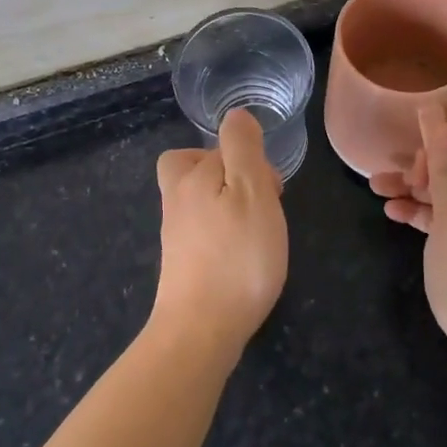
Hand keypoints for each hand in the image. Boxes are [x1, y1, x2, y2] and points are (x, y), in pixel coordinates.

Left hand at [151, 108, 288, 363]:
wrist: (201, 330)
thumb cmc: (236, 256)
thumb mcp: (251, 190)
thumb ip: (243, 148)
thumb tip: (235, 116)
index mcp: (191, 177)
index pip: (216, 147)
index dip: (247, 159)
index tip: (271, 187)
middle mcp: (176, 201)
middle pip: (195, 169)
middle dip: (227, 176)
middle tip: (260, 202)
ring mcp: (175, 235)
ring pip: (199, 202)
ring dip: (227, 207)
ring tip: (257, 232)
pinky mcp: (180, 265)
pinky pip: (202, 233)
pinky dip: (222, 236)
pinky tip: (242, 257)